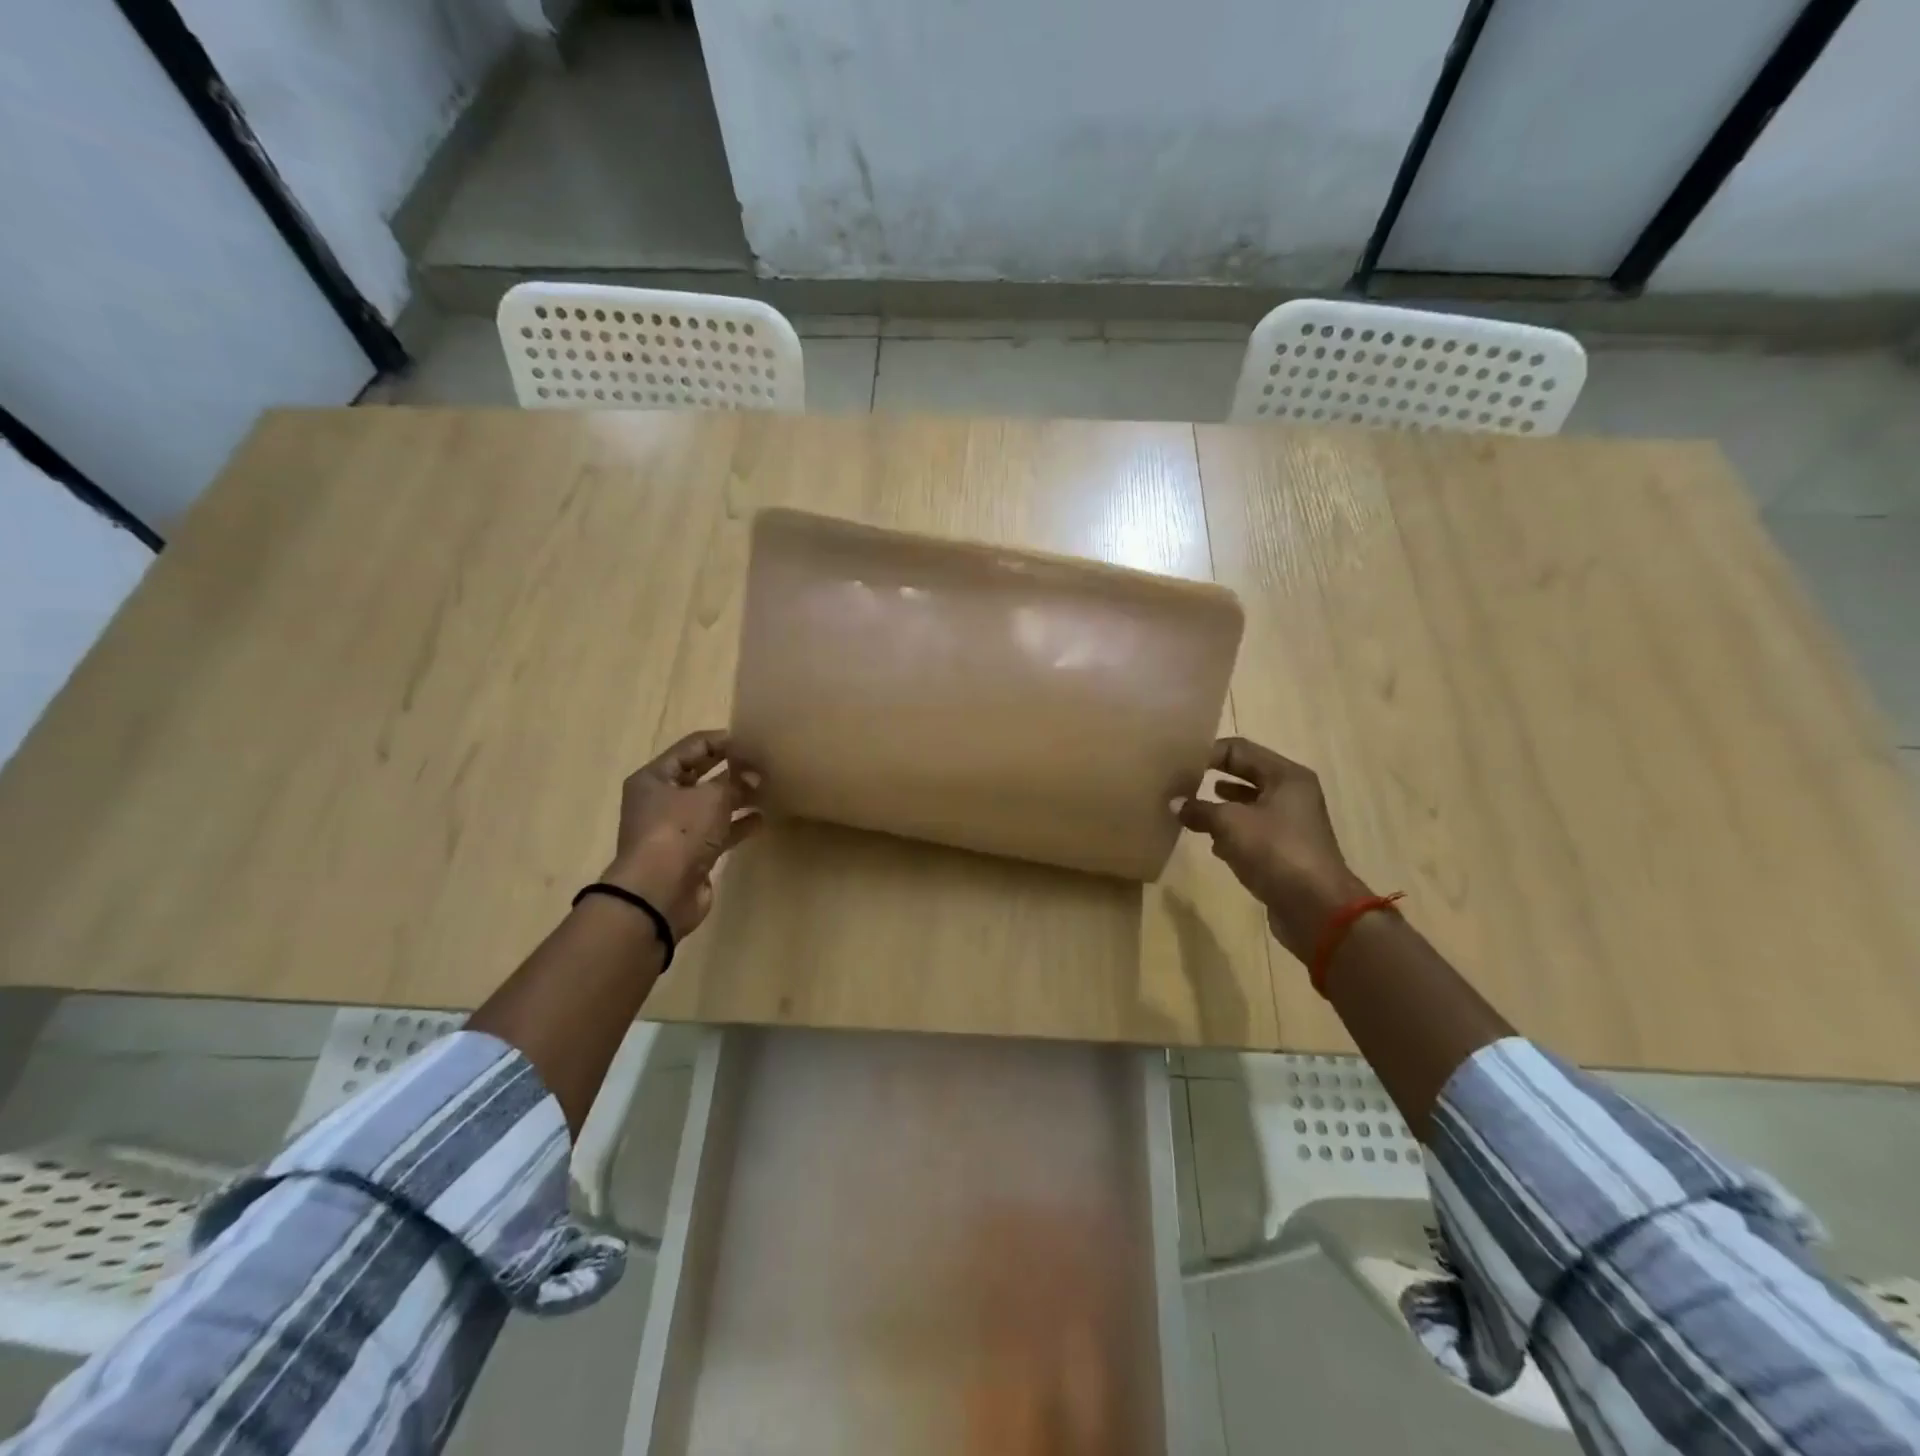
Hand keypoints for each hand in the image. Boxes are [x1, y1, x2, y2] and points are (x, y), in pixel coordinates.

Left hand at [600, 731, 760, 941]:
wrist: (659, 893)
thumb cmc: (679, 832)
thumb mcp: (711, 797)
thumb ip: (736, 781)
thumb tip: (755, 776)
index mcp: (655, 777)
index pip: (692, 747)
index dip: (723, 741)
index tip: (754, 740)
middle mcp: (661, 800)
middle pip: (701, 775)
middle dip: (732, 769)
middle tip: (765, 763)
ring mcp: (676, 829)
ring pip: (712, 804)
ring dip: (739, 797)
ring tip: (770, 788)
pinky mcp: (691, 854)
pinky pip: (719, 831)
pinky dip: (739, 824)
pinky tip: (763, 819)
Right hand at [1176, 738, 1368, 960]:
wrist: (1316, 909)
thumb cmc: (1276, 852)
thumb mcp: (1231, 824)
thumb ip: (1200, 809)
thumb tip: (1175, 804)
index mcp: (1286, 776)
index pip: (1240, 749)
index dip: (1208, 753)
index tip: (1178, 763)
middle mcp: (1291, 794)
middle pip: (1244, 776)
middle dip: (1212, 780)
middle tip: (1179, 784)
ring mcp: (1289, 824)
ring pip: (1247, 806)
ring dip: (1219, 808)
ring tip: (1189, 812)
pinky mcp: (1284, 851)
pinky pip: (1251, 832)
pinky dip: (1231, 833)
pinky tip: (1211, 842)